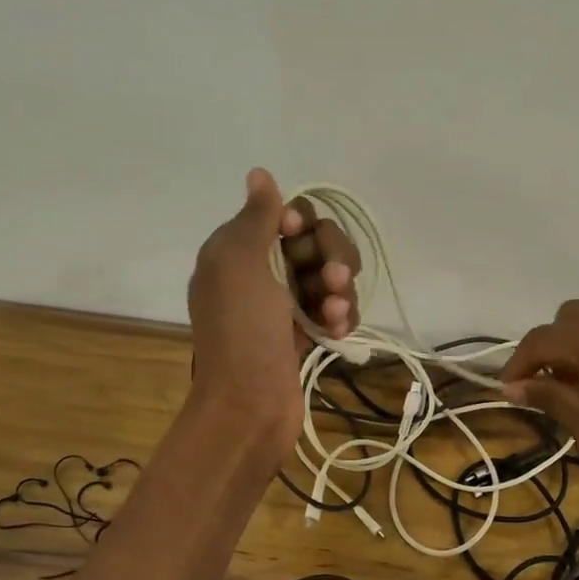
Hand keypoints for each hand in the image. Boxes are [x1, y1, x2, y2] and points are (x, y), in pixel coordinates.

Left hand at [187, 169, 359, 458]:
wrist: (249, 406)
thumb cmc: (242, 331)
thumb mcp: (239, 263)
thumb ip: (255, 217)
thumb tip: (259, 173)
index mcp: (238, 251)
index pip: (285, 215)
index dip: (301, 223)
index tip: (296, 237)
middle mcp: (261, 273)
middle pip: (315, 243)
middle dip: (332, 257)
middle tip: (333, 279)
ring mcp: (285, 306)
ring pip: (330, 277)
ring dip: (340, 290)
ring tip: (335, 314)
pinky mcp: (305, 334)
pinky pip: (334, 310)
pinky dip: (341, 317)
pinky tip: (337, 332)